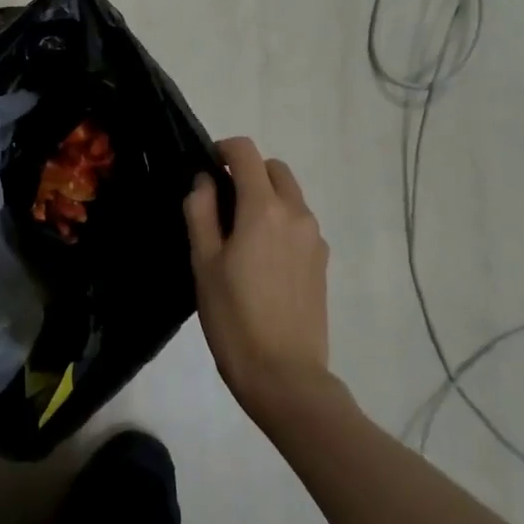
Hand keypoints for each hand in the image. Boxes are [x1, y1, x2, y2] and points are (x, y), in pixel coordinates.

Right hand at [184, 137, 331, 422]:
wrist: (284, 374)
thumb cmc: (233, 317)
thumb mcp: (203, 261)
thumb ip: (200, 211)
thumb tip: (204, 181)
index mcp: (263, 208)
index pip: (246, 152)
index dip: (222, 149)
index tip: (204, 167)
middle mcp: (296, 213)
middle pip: (274, 169)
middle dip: (247, 171)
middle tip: (219, 201)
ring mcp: (315, 237)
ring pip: (290, 195)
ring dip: (264, 196)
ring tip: (238, 233)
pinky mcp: (323, 260)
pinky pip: (299, 222)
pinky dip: (279, 221)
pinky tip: (260, 258)